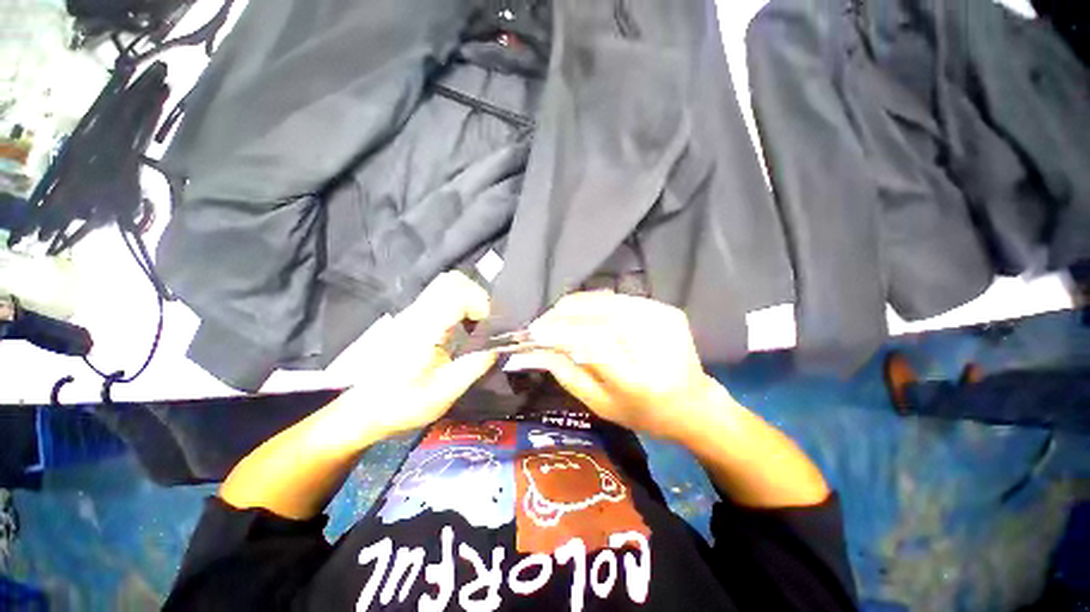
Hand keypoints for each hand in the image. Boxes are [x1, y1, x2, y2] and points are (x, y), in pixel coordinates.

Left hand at [325, 272, 497, 445]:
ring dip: (469, 299)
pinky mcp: (412, 318)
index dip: (480, 302)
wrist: (362, 410)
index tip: (488, 325)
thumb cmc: (400, 405)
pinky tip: (463, 330)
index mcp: (422, 331)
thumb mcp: (442, 394)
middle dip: (477, 295)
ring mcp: (412, 314)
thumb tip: (496, 348)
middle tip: (485, 322)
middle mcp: (416, 315)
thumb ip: (472, 368)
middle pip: (451, 280)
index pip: (455, 293)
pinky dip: (459, 305)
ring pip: (446, 286)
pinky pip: (441, 298)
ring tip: (477, 325)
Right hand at [522, 292, 731, 442]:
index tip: (534, 333)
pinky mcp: (667, 310)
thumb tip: (539, 350)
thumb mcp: (601, 406)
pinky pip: (620, 300)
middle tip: (540, 322)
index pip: (593, 344)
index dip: (560, 333)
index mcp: (640, 381)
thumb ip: (568, 376)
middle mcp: (656, 345)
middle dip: (563, 315)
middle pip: (600, 316)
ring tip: (555, 315)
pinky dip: (595, 303)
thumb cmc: (644, 414)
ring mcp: (666, 322)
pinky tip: (581, 312)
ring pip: (608, 301)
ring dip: (575, 305)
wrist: (693, 404)